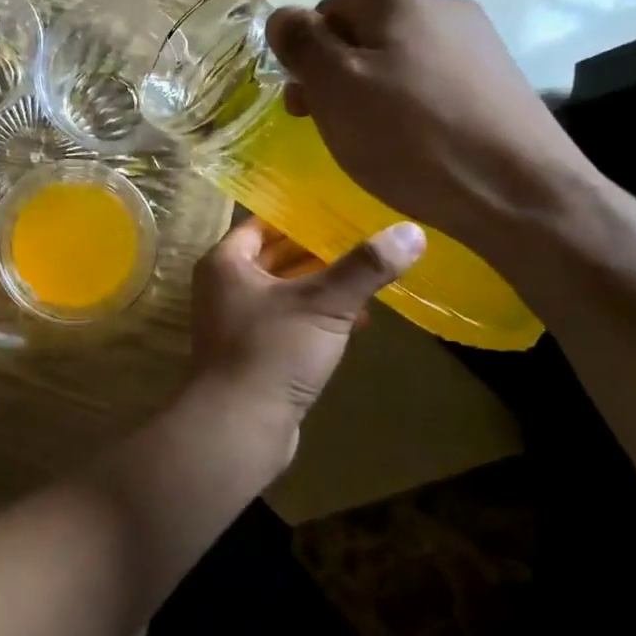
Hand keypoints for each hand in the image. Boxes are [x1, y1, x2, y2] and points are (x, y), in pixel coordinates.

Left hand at [188, 216, 425, 427]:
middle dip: (318, 251)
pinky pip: (288, 321)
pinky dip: (317, 316)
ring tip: (369, 276)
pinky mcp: (253, 352)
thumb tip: (411, 231)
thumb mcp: (323, 304)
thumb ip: (364, 267)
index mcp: (226, 262)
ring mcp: (236, 321)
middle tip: (365, 238)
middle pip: (275, 256)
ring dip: (321, 285)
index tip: (342, 209)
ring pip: (284, 291)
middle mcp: (224, 286)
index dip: (301, 216)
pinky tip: (357, 321)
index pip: (263, 224)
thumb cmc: (272, 351)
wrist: (238, 426)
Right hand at [265, 0, 601, 255]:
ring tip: (373, 141)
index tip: (305, 106)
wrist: (519, 193)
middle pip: (362, 36)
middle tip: (330, 127)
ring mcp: (477, 43)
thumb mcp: (335, 88)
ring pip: (396, 62)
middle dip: (336, 78)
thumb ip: (302, 44)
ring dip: (371, 95)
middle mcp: (442, 7)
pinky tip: (415, 144)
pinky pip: (431, 84)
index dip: (305, 58)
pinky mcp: (497, 81)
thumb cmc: (410, 137)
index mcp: (398, 0)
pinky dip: (410, 109)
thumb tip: (283, 16)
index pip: (325, 13)